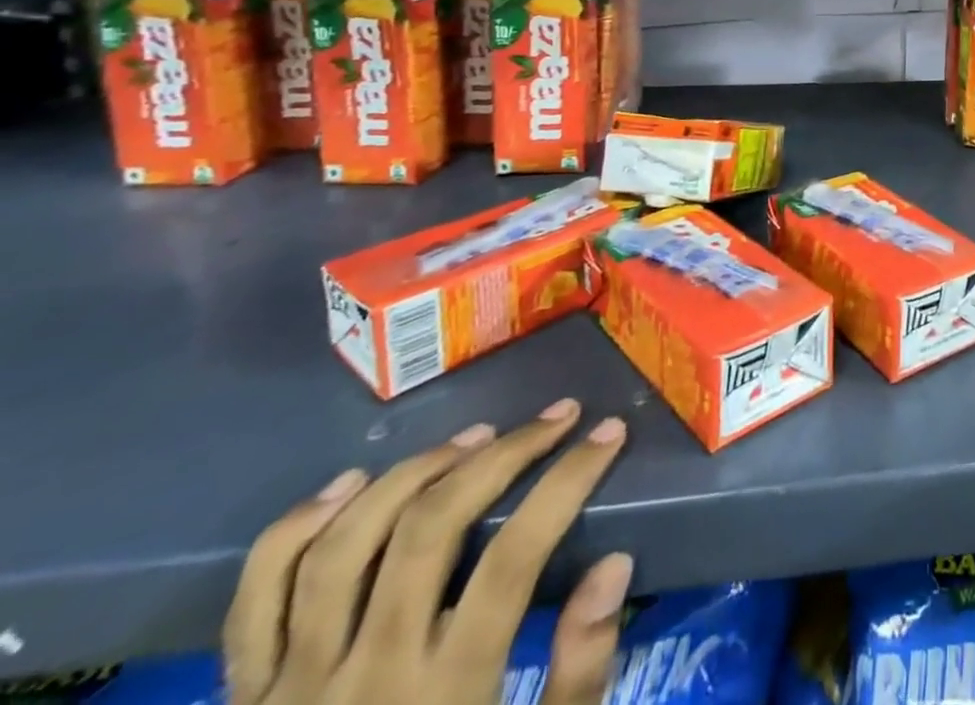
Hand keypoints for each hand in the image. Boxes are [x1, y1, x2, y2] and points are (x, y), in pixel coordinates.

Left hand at [225, 399, 630, 704]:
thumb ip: (578, 673)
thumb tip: (614, 563)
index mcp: (442, 697)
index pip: (515, 556)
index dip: (569, 480)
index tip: (608, 433)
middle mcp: (363, 677)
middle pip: (432, 528)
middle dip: (505, 454)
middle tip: (555, 417)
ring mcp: (289, 687)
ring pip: (348, 542)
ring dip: (418, 472)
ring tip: (475, 437)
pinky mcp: (241, 701)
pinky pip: (257, 596)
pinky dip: (299, 526)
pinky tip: (353, 483)